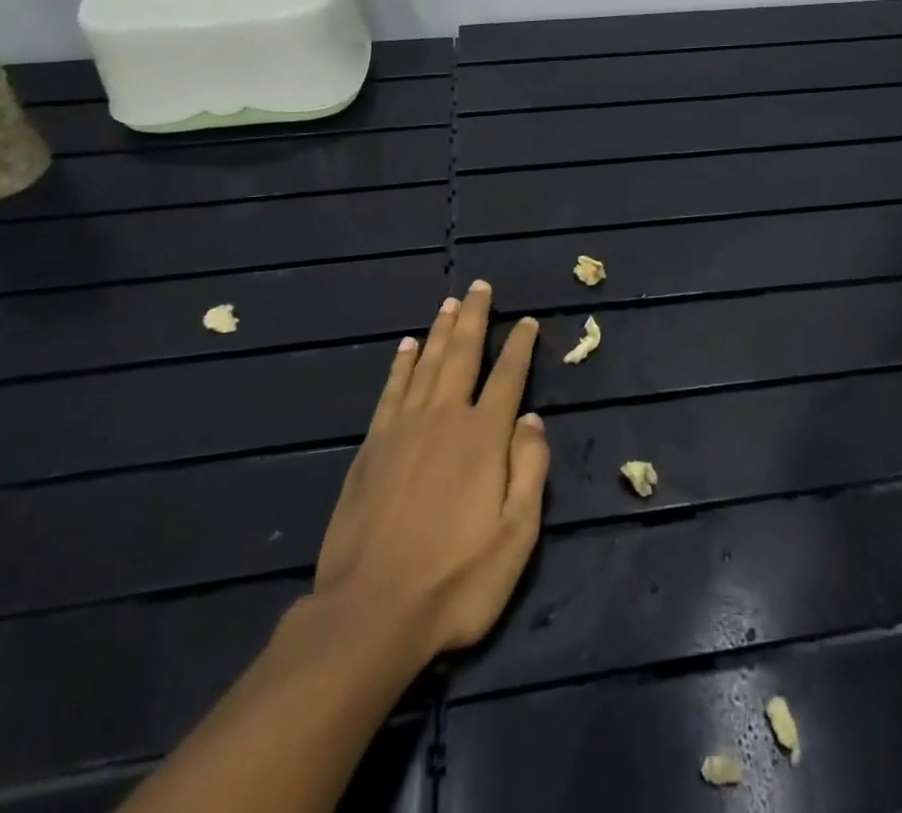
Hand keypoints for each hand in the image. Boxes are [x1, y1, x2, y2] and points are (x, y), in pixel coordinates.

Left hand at [306, 282, 549, 670]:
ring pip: (427, 364)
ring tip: (449, 303)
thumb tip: (531, 418)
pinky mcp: (372, 446)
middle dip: (475, 318)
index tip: (527, 321)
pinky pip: (391, 389)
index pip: (508, 377)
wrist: (369, 614)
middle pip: (463, 354)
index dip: (520, 346)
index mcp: (483, 437)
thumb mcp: (516, 535)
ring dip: (440, 331)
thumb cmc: (455, 581)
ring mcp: (403, 429)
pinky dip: (402, 364)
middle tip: (480, 287)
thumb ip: (529, 469)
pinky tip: (407, 347)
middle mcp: (444, 418)